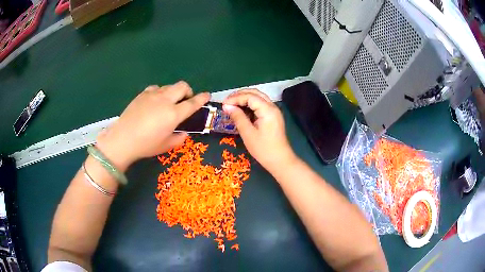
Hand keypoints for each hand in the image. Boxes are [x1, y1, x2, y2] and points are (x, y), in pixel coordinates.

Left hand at [96, 81, 209, 170]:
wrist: (122, 139)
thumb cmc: (146, 145)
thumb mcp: (166, 146)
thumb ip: (179, 138)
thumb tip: (184, 132)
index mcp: (173, 114)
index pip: (193, 103)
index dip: (202, 98)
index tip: (207, 95)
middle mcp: (165, 100)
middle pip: (182, 86)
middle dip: (188, 91)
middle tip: (185, 101)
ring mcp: (153, 95)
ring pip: (169, 86)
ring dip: (173, 92)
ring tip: (168, 103)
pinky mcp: (142, 94)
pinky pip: (156, 88)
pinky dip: (160, 92)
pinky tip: (155, 101)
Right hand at [223, 89, 296, 171]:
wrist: (280, 160)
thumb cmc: (263, 149)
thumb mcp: (248, 133)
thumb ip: (237, 117)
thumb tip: (226, 106)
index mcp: (267, 110)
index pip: (250, 96)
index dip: (235, 98)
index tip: (223, 104)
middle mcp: (272, 106)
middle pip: (255, 93)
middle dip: (239, 95)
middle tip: (226, 102)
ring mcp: (274, 111)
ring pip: (258, 98)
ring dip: (244, 98)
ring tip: (231, 105)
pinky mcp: (273, 116)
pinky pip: (260, 104)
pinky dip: (250, 104)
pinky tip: (241, 110)